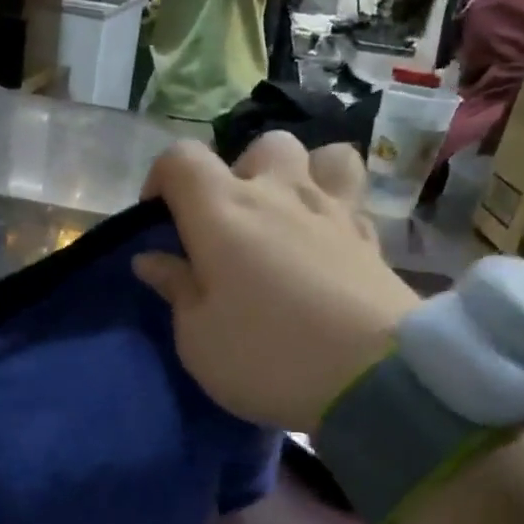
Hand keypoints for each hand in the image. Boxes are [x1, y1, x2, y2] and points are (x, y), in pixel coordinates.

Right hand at [133, 134, 417, 431]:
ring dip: (298, 175)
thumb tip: (152, 260)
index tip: (158, 221)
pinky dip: (333, 208)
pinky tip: (324, 245)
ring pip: (320, 155)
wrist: (371, 376)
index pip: (180, 159)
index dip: (160, 179)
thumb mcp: (197, 338)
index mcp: (222, 212)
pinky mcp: (371, 236)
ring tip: (287, 218)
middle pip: (259, 147)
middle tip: (230, 227)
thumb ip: (175, 289)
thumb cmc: (265, 356)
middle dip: (238, 175)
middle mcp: (278, 194)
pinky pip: (351, 196)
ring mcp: (332, 210)